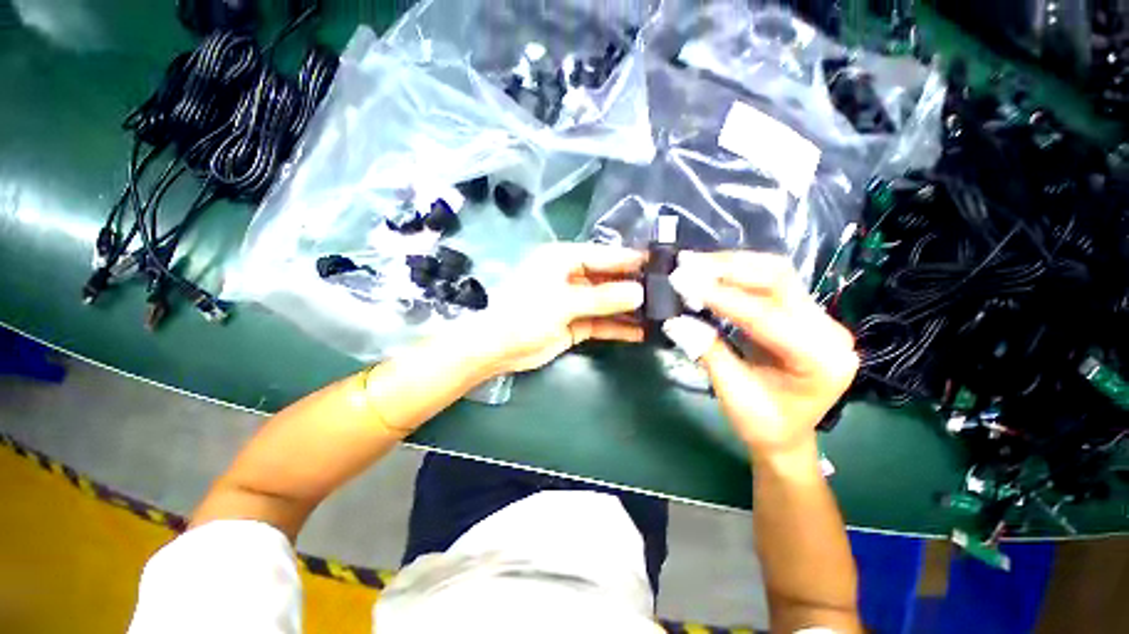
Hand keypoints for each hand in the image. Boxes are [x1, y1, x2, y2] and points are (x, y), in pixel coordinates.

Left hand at [466, 243, 645, 374]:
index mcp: (563, 259)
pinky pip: (601, 322)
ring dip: (628, 308)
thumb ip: (602, 298)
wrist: (498, 348)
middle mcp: (570, 277)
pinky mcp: (575, 323)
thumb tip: (639, 293)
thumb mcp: (564, 302)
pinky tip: (640, 332)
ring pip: (606, 302)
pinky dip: (617, 327)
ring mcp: (573, 301)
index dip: (629, 259)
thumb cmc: (525, 314)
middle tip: (665, 290)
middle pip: (607, 278)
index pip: (603, 255)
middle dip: (633, 285)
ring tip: (659, 312)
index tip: (659, 262)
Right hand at [662, 251, 858, 458]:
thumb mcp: (733, 394)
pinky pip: (769, 283)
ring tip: (694, 263)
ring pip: (775, 274)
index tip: (684, 283)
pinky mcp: (801, 313)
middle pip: (779, 280)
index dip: (722, 298)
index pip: (766, 316)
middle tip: (687, 264)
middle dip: (729, 268)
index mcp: (820, 359)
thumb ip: (707, 352)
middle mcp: (827, 330)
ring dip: (731, 265)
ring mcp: (817, 318)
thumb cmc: (763, 425)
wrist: (787, 436)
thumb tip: (675, 320)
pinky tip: (710, 272)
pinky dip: (736, 274)